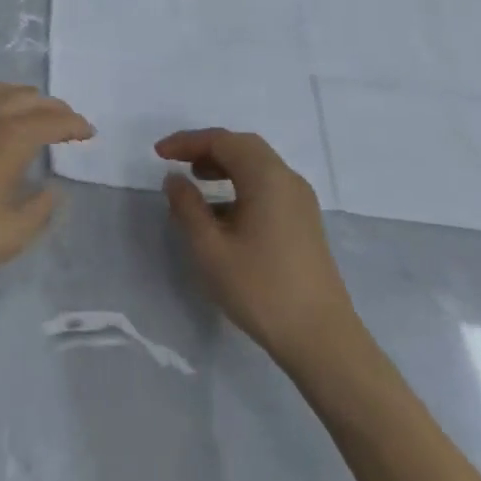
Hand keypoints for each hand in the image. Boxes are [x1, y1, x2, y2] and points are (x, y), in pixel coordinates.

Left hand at [0, 83, 90, 307]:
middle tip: (67, 122)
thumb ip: (39, 210)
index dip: (73, 124)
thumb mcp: (9, 236)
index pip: (49, 121)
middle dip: (51, 106)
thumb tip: (51, 189)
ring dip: (22, 97)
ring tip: (34, 114)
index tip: (88, 132)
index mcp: (5, 141)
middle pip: (24, 97)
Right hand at [156, 129, 357, 367]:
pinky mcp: (304, 223)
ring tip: (196, 182)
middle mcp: (287, 179)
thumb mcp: (211, 249)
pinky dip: (241, 186)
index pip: (222, 141)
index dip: (187, 142)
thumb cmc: (261, 289)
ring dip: (225, 167)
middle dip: (207, 149)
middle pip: (243, 147)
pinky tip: (222, 213)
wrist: (322, 339)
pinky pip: (268, 187)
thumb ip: (187, 207)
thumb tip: (175, 179)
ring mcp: (300, 201)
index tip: (159, 154)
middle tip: (177, 162)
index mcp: (267, 176)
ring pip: (257, 167)